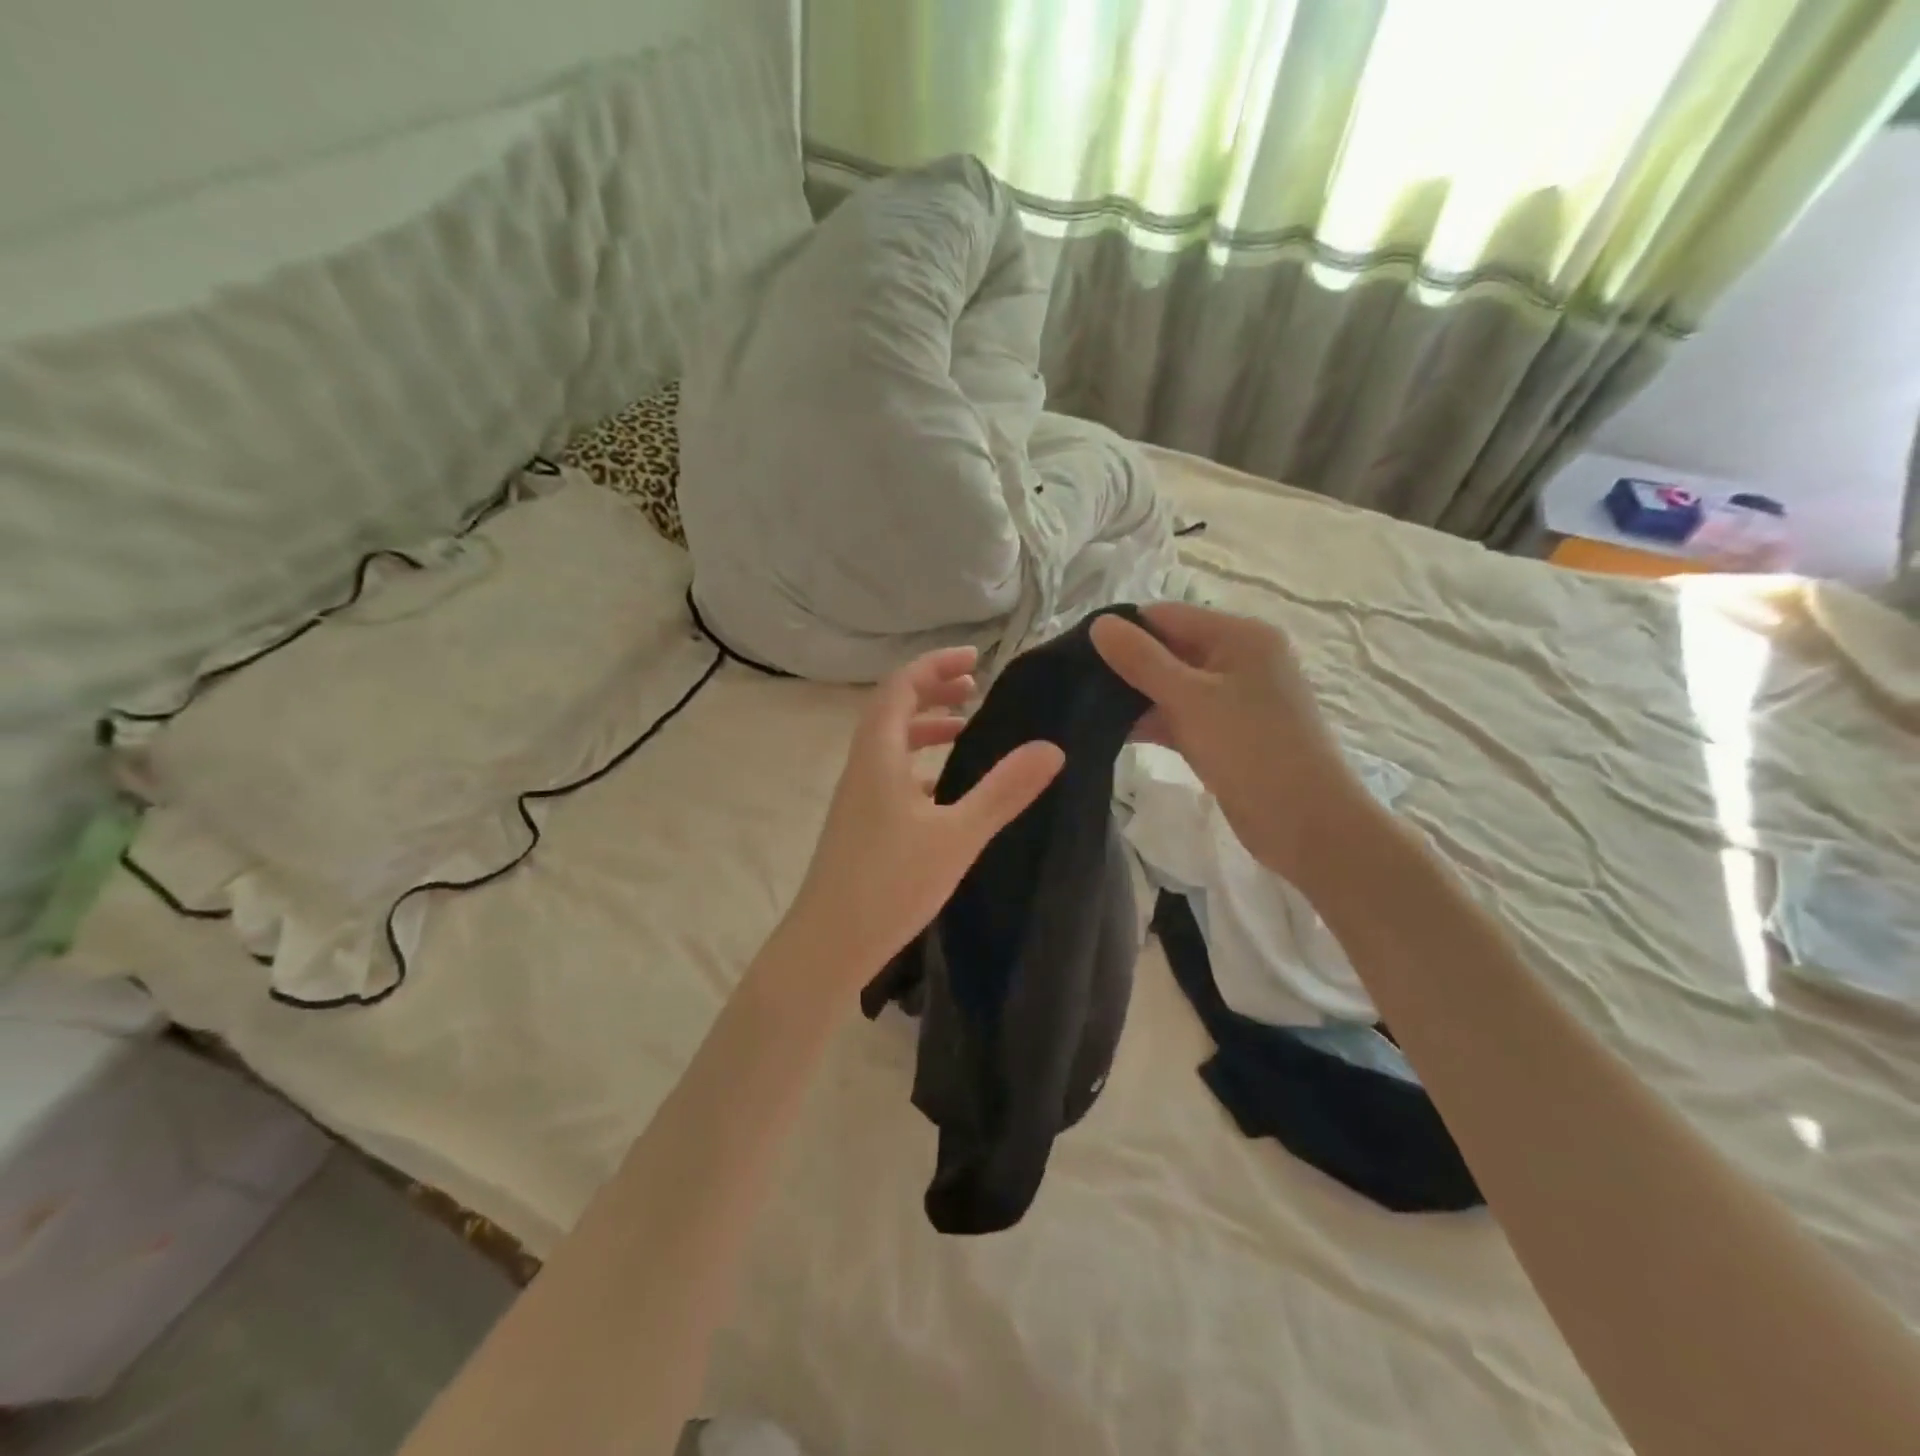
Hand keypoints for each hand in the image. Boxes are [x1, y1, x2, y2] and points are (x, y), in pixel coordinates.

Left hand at [786, 646, 1064, 981]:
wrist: (828, 945)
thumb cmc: (890, 884)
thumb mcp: (957, 836)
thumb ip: (1004, 791)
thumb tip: (1052, 748)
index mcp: (878, 755)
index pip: (901, 687)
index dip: (935, 665)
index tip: (976, 659)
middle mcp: (862, 767)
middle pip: (892, 710)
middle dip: (933, 691)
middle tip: (974, 687)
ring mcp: (856, 797)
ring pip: (890, 744)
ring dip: (925, 727)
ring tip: (965, 730)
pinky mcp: (859, 824)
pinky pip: (889, 774)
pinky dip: (918, 764)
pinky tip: (943, 789)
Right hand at [1091, 602, 1364, 881]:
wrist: (1307, 824)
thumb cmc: (1251, 749)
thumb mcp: (1190, 698)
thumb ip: (1142, 660)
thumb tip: (1098, 623)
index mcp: (1240, 636)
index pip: (1167, 616)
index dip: (1123, 630)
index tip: (1075, 653)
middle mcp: (1240, 659)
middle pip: (1170, 649)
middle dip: (1126, 665)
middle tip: (1074, 684)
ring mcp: (1235, 699)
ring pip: (1173, 686)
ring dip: (1135, 697)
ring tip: (1083, 708)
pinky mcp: (1227, 734)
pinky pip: (1183, 716)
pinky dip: (1153, 722)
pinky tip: (1113, 733)